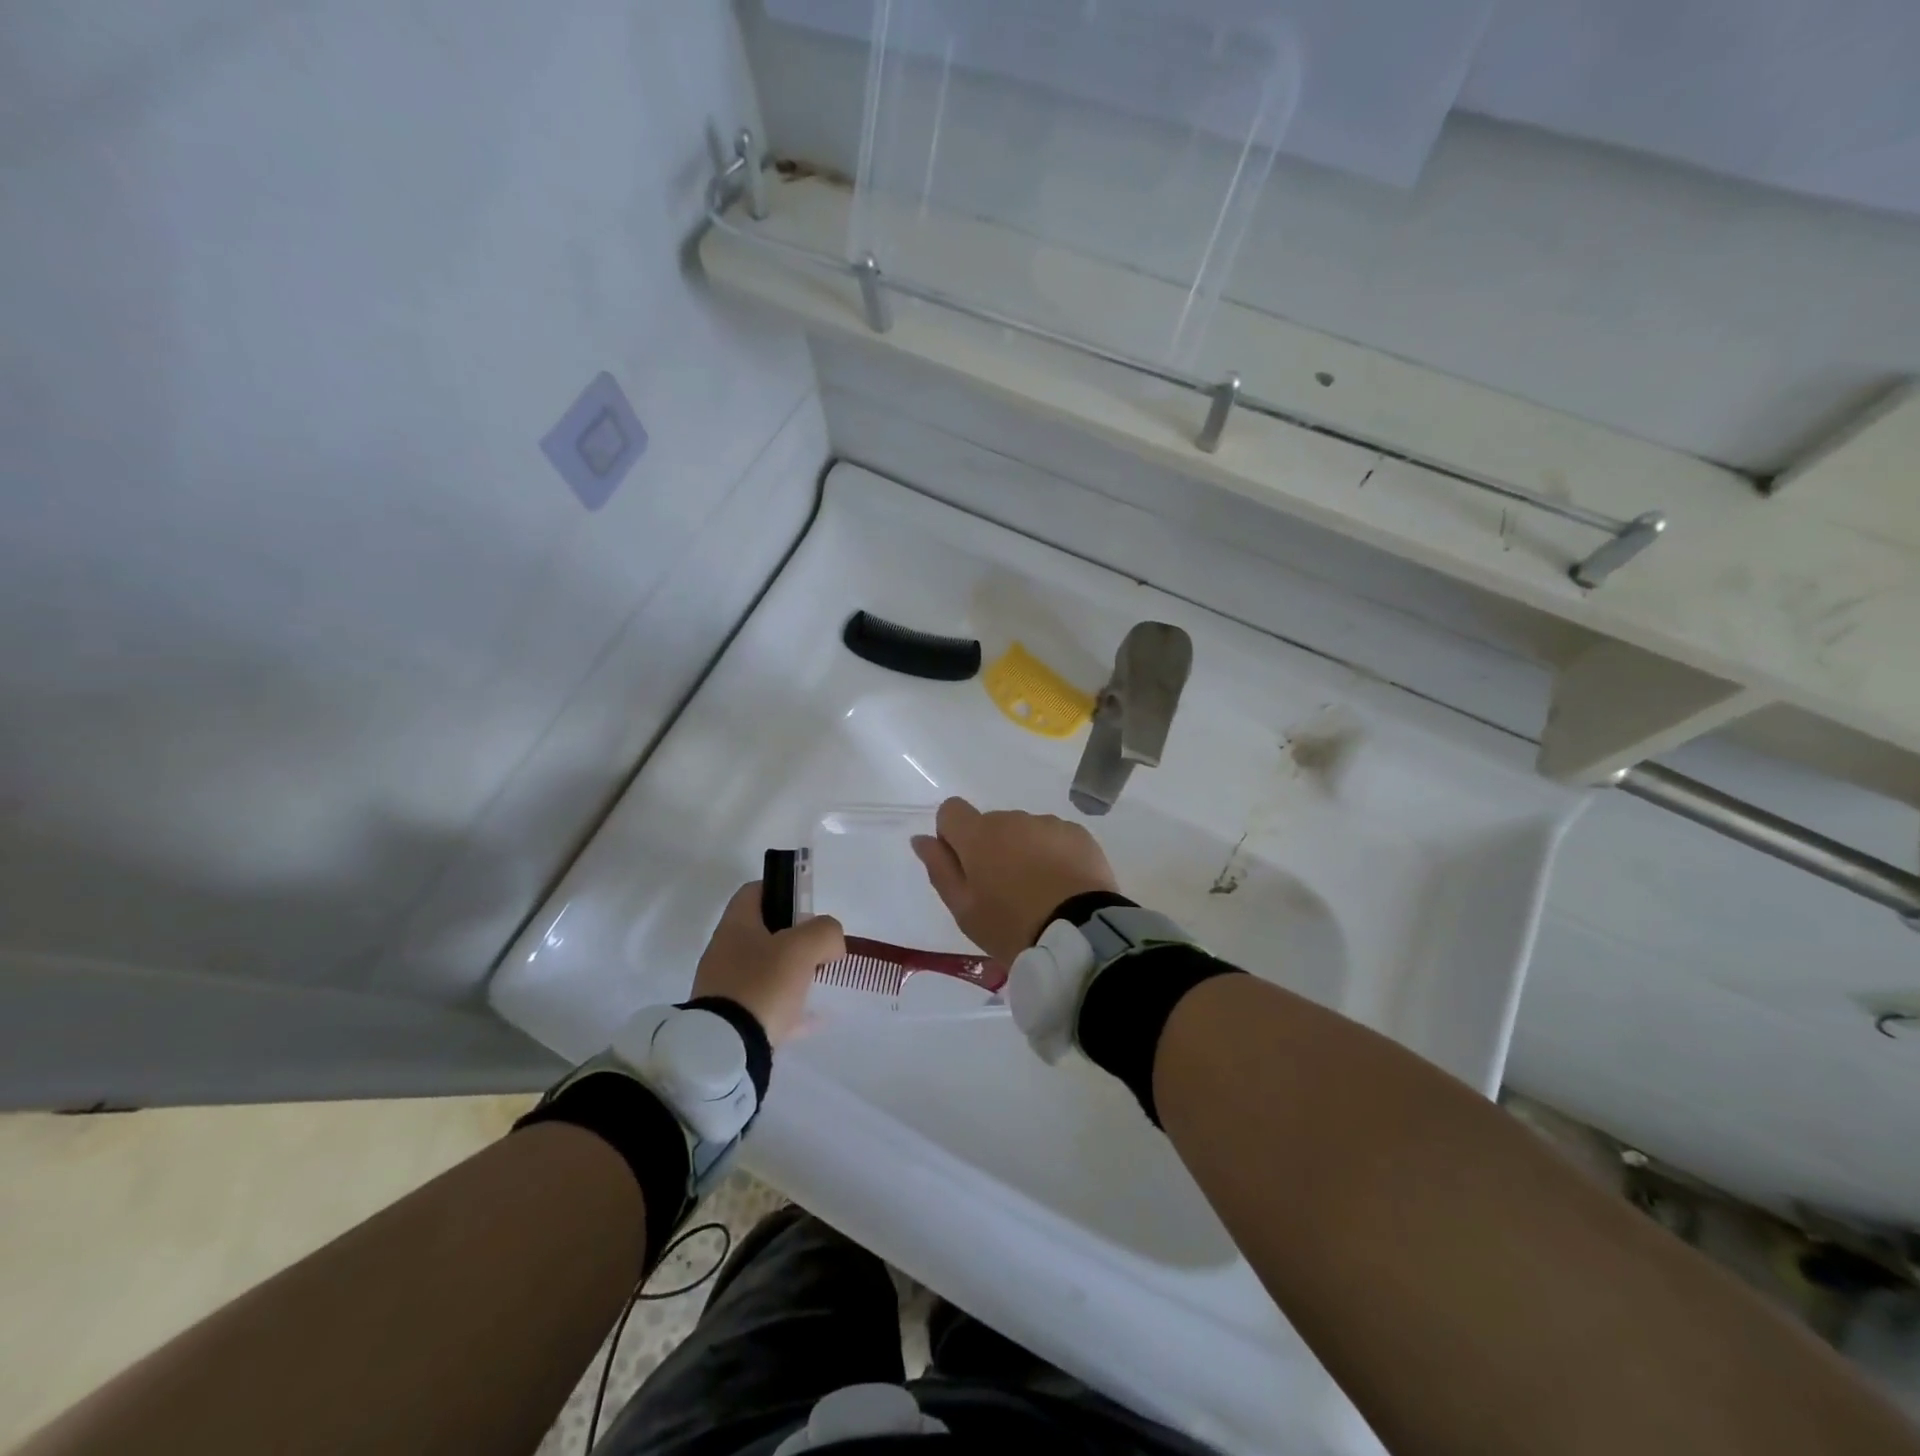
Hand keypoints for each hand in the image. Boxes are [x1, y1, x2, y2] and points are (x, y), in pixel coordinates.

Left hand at [690, 882, 844, 1045]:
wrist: (727, 1051)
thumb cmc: (762, 985)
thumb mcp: (803, 947)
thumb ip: (824, 931)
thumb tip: (830, 942)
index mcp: (735, 927)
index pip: (754, 891)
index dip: (782, 890)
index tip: (807, 906)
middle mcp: (725, 952)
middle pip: (762, 932)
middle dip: (794, 937)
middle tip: (819, 949)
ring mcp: (725, 988)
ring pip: (764, 969)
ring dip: (792, 972)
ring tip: (818, 983)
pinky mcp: (730, 1020)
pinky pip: (765, 1006)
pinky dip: (789, 1007)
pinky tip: (812, 1018)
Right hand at [910, 797, 1119, 962]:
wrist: (1079, 934)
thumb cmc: (1011, 926)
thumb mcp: (963, 909)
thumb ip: (939, 868)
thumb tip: (921, 839)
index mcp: (978, 835)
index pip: (951, 811)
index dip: (952, 835)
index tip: (964, 867)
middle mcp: (1012, 819)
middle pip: (990, 824)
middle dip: (991, 848)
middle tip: (1003, 891)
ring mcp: (1048, 824)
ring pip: (1024, 831)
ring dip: (1023, 851)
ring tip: (1037, 891)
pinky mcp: (1078, 834)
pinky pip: (1054, 838)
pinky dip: (1053, 854)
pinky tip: (1061, 885)